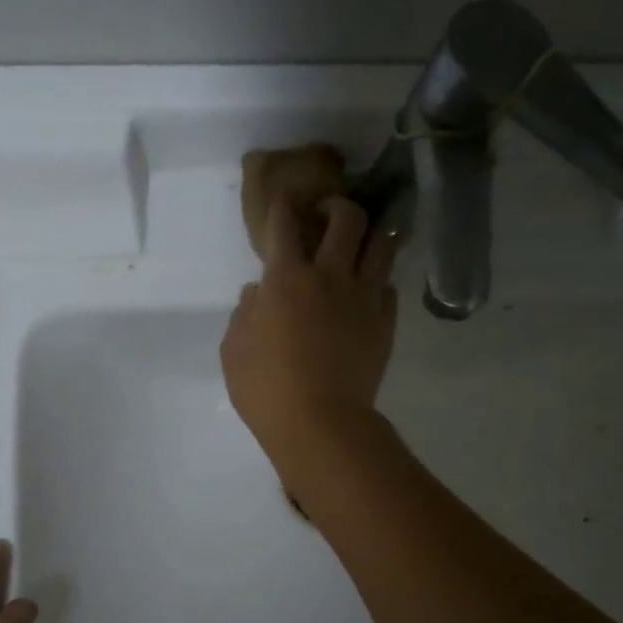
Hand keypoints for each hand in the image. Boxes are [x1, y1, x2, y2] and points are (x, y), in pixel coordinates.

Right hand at [221, 193, 399, 470]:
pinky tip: (367, 290)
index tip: (284, 200)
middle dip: (337, 205)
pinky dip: (377, 280)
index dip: (283, 205)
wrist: (320, 422)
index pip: (284, 224)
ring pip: (381, 243)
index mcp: (285, 279)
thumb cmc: (265, 389)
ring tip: (360, 242)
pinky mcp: (385, 322)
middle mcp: (329, 276)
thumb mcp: (234, 350)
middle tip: (328, 214)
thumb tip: (258, 292)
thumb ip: (244, 313)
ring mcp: (363, 297)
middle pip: (347, 218)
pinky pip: (388, 286)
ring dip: (370, 234)